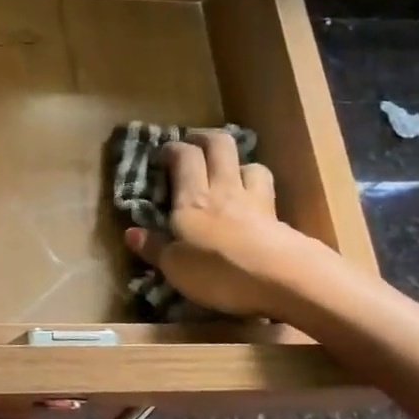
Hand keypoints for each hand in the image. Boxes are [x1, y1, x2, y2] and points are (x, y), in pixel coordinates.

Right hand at [124, 131, 325, 320]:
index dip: (174, 148)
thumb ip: (154, 248)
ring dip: (240, 165)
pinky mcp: (281, 222)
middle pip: (220, 146)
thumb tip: (130, 233)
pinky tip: (254, 211)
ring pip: (251, 166)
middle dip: (206, 138)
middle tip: (195, 144)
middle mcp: (224, 190)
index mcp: (193, 198)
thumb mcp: (175, 267)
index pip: (184, 156)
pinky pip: (267, 196)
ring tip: (230, 175)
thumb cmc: (220, 271)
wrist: (287, 280)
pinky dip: (258, 195)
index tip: (164, 153)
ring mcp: (257, 203)